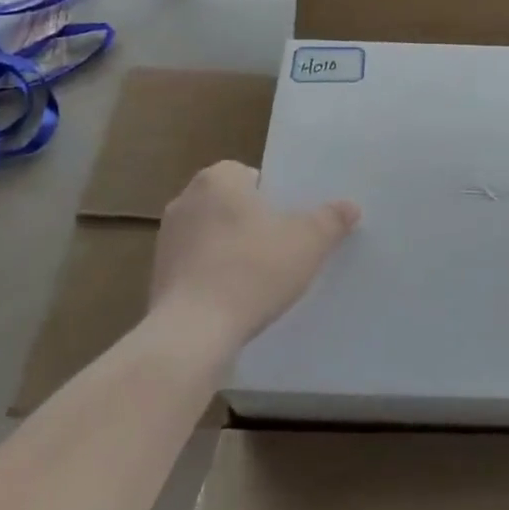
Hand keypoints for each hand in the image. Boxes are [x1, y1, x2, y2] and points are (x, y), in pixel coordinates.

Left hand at [150, 161, 358, 350]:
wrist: (192, 334)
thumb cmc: (252, 271)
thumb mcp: (307, 242)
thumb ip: (331, 220)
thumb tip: (350, 206)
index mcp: (218, 178)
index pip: (252, 175)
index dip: (275, 197)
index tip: (291, 222)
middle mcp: (186, 199)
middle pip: (232, 204)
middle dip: (253, 222)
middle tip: (283, 247)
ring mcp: (167, 239)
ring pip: (213, 235)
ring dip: (232, 250)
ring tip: (260, 278)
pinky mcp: (158, 276)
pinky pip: (196, 266)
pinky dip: (214, 276)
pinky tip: (235, 300)